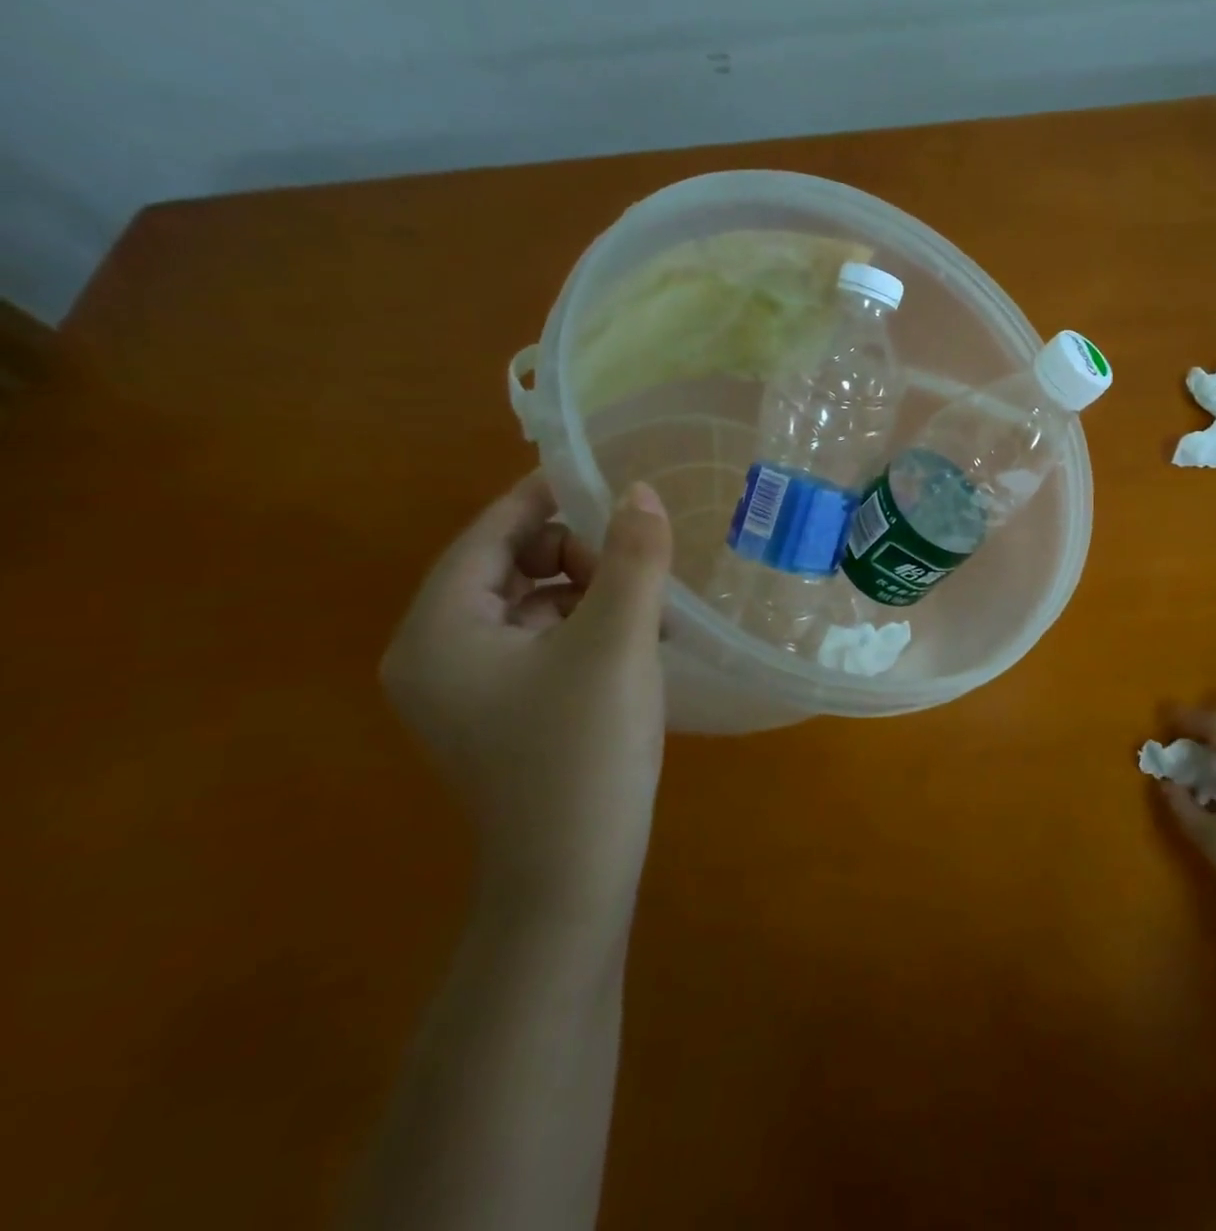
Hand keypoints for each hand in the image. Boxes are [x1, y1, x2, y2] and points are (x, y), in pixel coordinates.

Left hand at [381, 474, 674, 914]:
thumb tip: (641, 492)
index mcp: (439, 632)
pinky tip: (635, 640)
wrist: (573, 876)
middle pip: (507, 568)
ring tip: (646, 602)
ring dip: (587, 591)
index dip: (541, 497)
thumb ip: (632, 558)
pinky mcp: (502, 715)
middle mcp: (437, 656)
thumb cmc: (584, 751)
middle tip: (635, 558)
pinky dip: (584, 628)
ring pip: (530, 607)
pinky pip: (541, 644)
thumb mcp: (616, 642)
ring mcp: (468, 690)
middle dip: (574, 552)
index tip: (597, 471)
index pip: (487, 536)